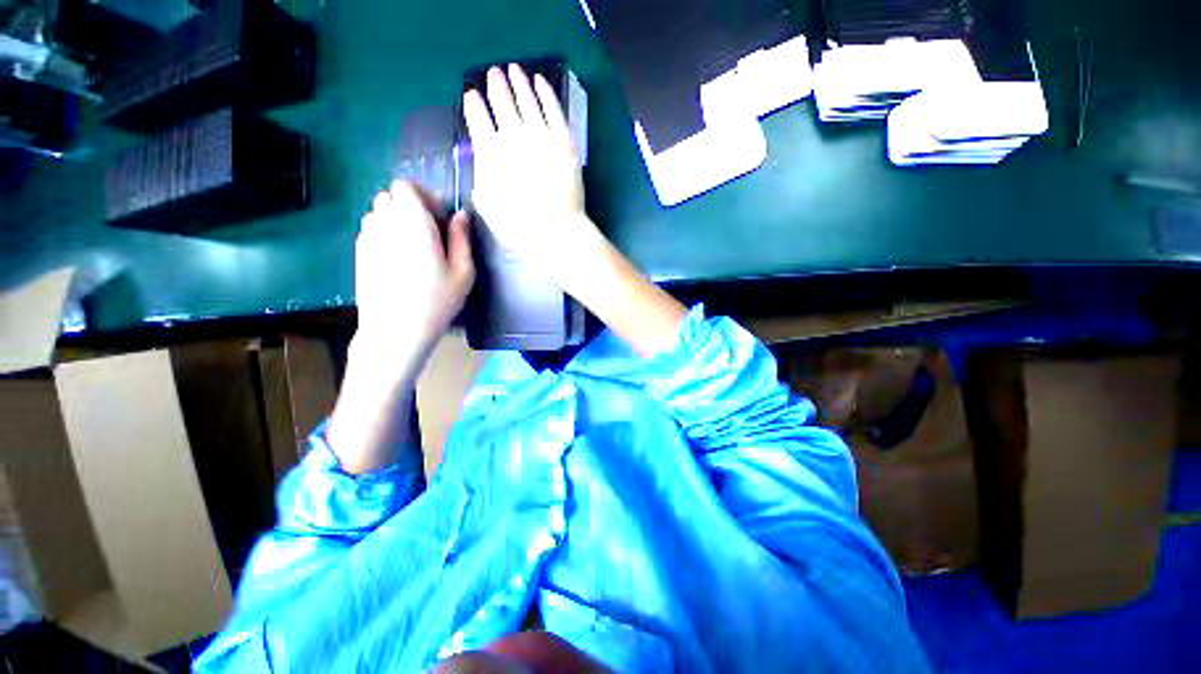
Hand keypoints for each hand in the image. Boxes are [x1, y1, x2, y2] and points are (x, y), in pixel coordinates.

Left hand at [354, 180, 473, 376]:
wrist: (396, 329)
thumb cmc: (437, 300)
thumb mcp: (463, 271)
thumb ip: (461, 238)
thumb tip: (461, 215)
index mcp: (413, 222)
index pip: (406, 186)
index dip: (425, 196)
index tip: (440, 218)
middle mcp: (384, 223)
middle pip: (391, 197)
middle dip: (411, 208)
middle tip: (431, 234)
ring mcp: (367, 238)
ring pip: (379, 214)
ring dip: (397, 221)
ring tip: (414, 249)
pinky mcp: (359, 254)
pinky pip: (372, 231)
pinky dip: (386, 235)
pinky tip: (399, 262)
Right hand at [462, 64, 602, 279]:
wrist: (555, 231)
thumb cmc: (518, 227)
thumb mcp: (488, 207)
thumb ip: (483, 181)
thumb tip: (485, 167)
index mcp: (489, 152)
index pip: (477, 119)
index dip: (474, 105)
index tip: (472, 96)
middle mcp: (512, 136)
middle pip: (501, 102)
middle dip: (495, 86)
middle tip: (493, 74)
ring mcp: (540, 135)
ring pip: (526, 99)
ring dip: (518, 82)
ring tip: (513, 70)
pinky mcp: (564, 140)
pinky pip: (553, 108)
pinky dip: (545, 92)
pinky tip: (540, 81)